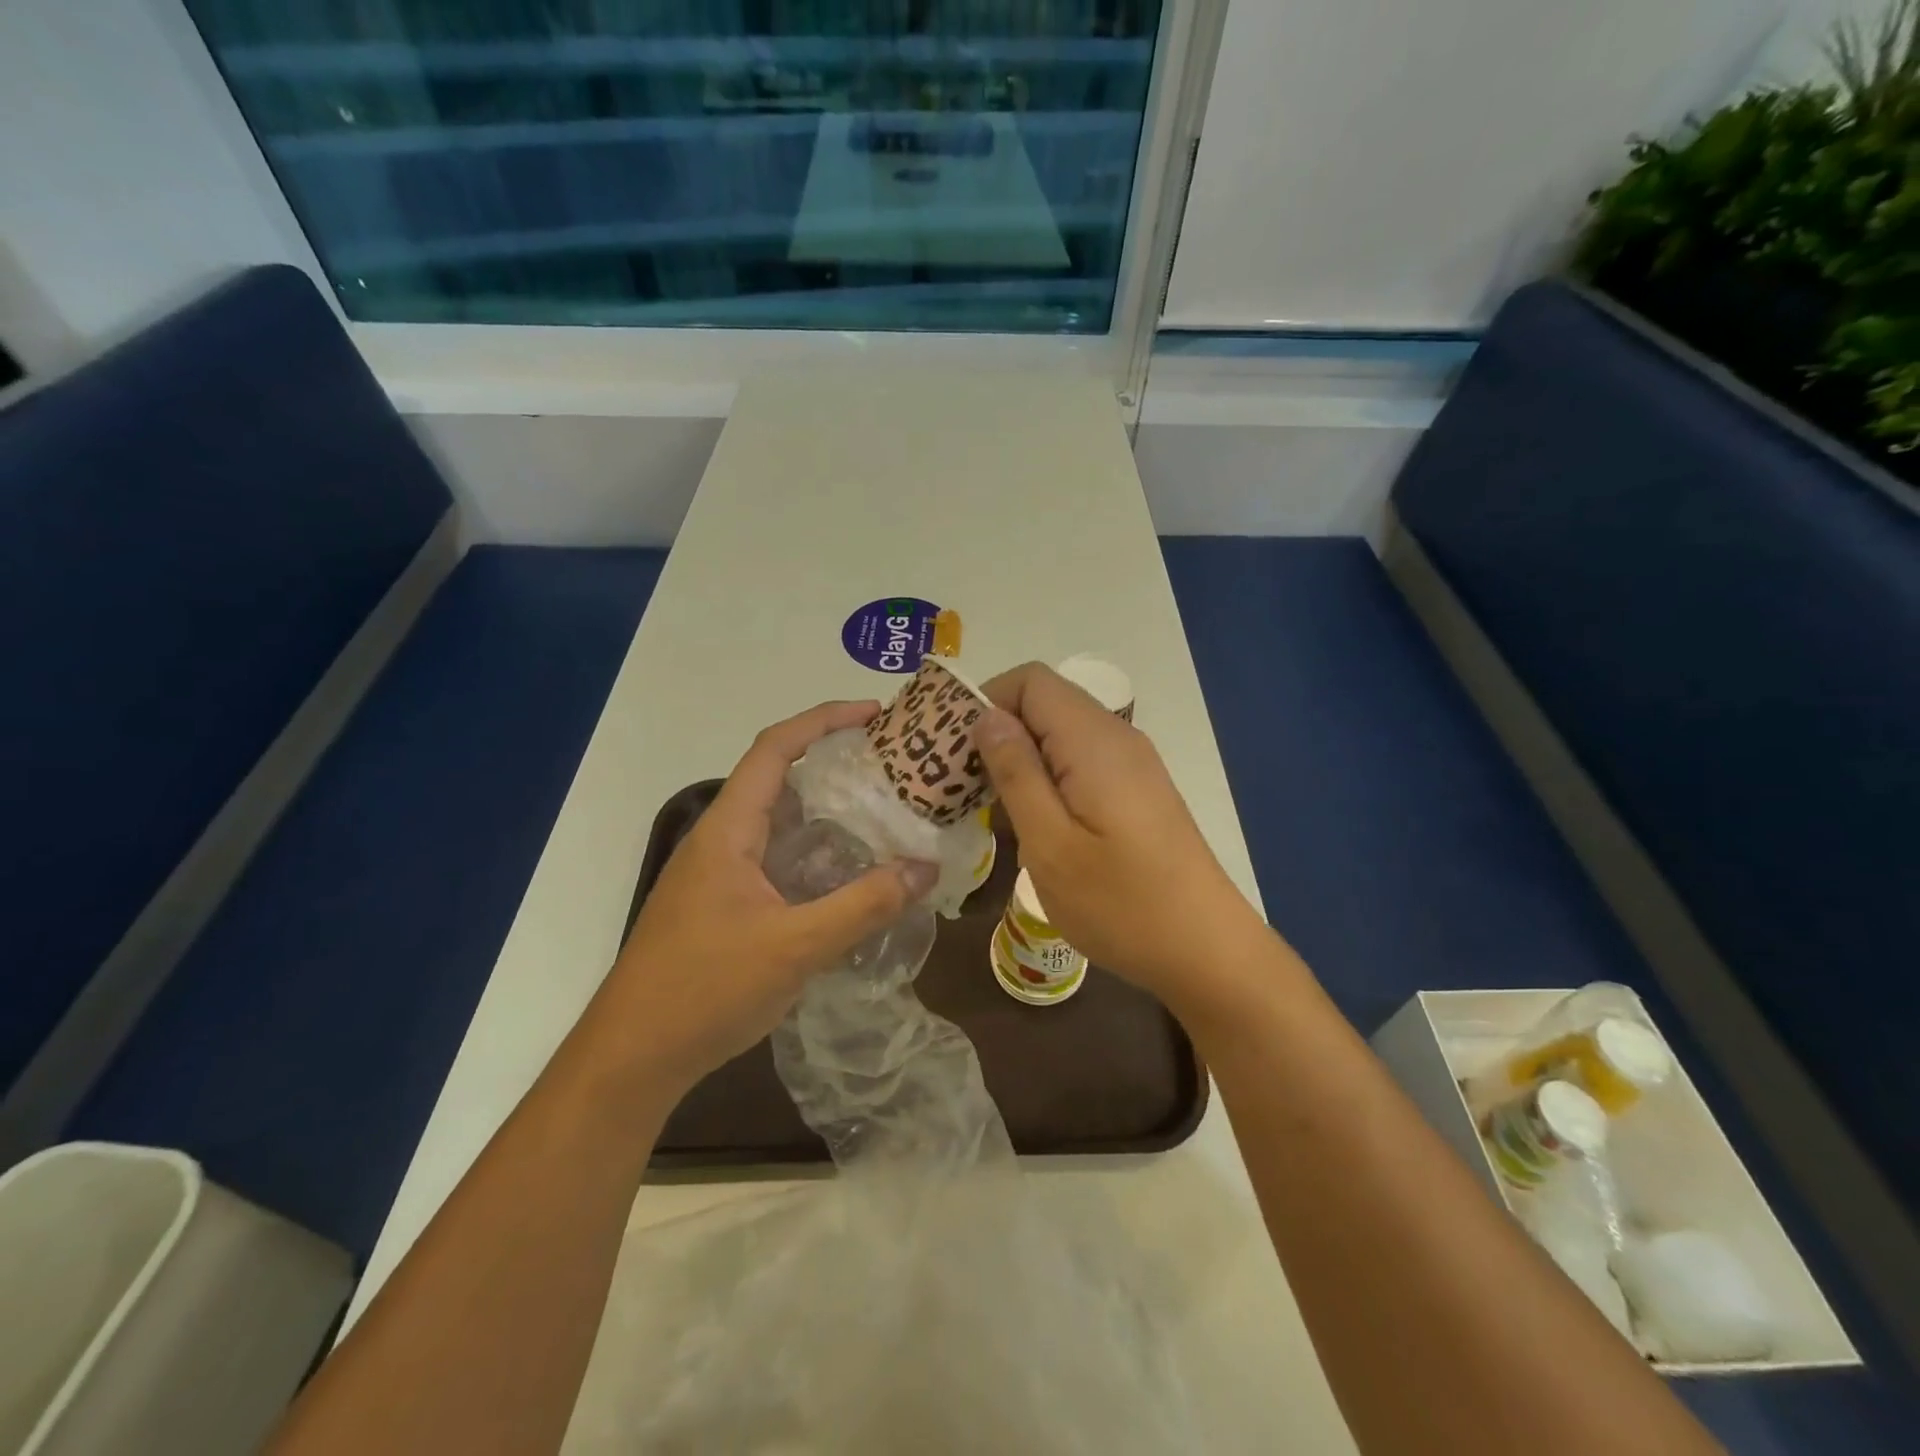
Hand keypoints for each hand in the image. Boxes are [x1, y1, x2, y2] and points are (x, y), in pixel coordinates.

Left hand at [597, 701, 937, 1096]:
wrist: (633, 1058)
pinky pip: (776, 859)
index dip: (823, 720)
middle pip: (779, 779)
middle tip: (892, 769)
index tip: (874, 715)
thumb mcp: (795, 947)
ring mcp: (718, 874)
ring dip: (825, 812)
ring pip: (779, 823)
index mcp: (728, 830)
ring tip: (882, 814)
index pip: (775, 749)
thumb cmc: (705, 990)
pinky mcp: (723, 905)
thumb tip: (926, 868)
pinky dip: (814, 854)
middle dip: (833, 763)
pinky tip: (848, 877)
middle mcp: (720, 839)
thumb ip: (864, 906)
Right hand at [977, 664, 1268, 1016]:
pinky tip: (1032, 823)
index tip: (952, 750)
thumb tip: (987, 717)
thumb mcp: (1050, 844)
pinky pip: (1079, 761)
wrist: (1206, 950)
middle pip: (1044, 703)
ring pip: (1060, 734)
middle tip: (958, 784)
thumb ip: (1016, 773)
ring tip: (987, 807)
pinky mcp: (1136, 790)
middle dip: (995, 732)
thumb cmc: (1122, 904)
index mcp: (1093, 740)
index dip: (985, 700)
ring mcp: (1131, 764)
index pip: (1029, 680)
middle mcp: (1116, 737)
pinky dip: (1046, 777)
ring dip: (1019, 759)